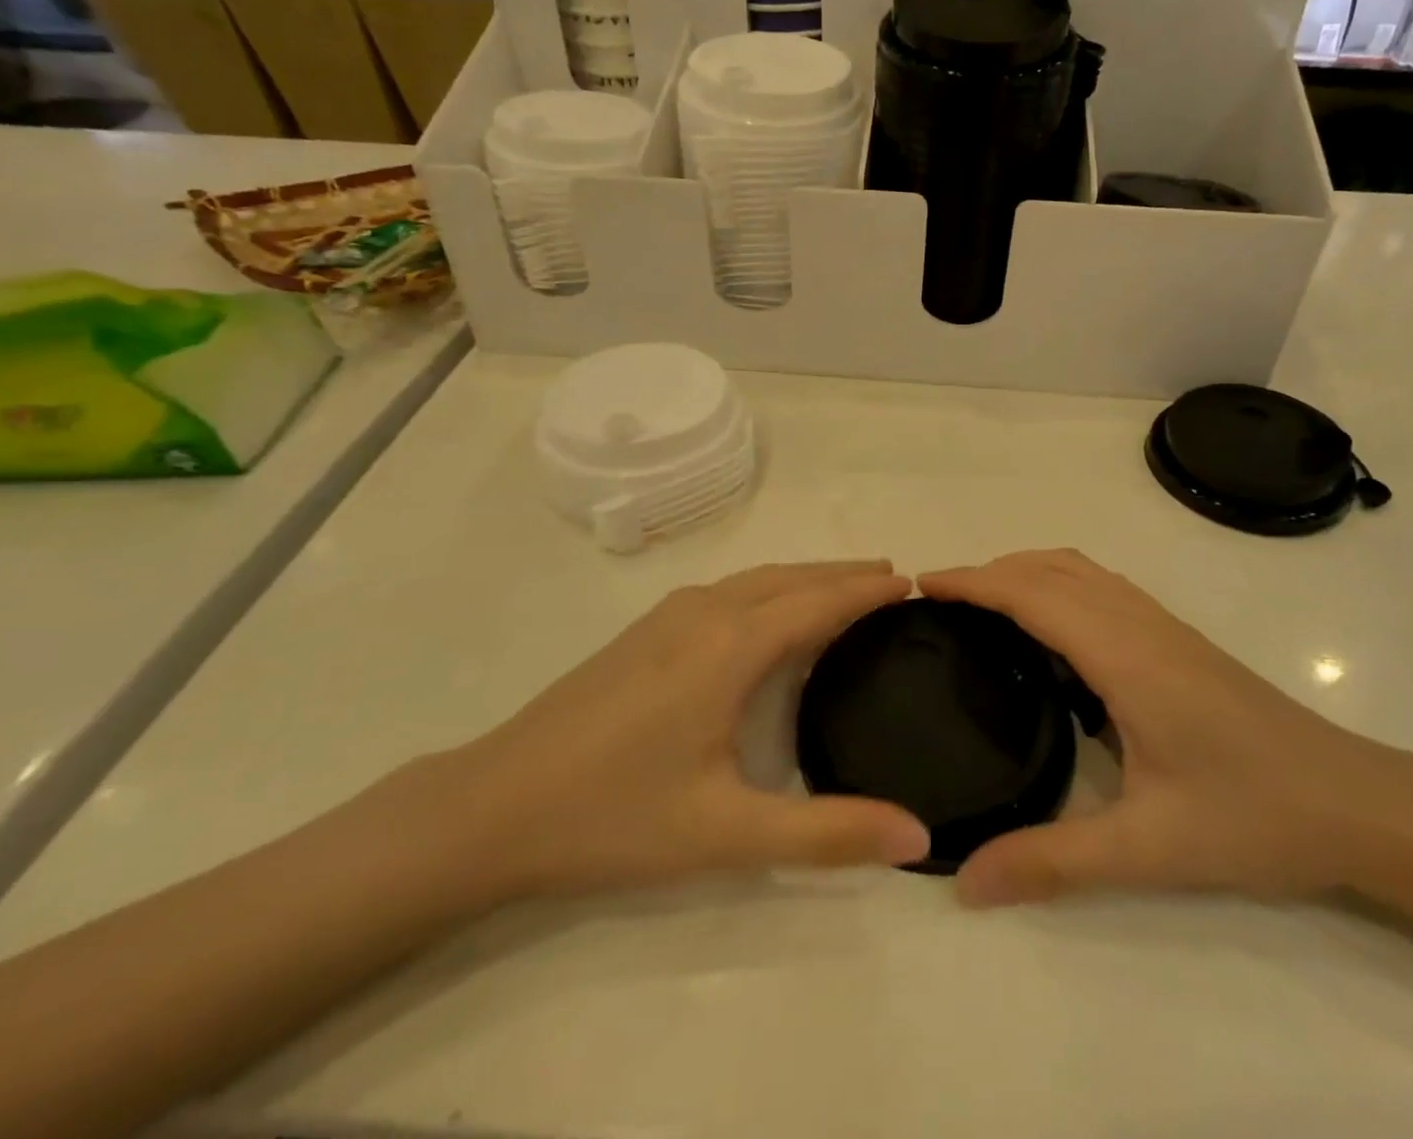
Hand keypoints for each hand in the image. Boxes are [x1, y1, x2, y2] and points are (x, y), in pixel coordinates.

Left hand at [452, 562, 930, 899]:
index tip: (914, 583)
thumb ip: (828, 833)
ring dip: (806, 577)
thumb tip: (919, 837)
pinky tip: (770, 615)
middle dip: (844, 575)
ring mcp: (669, 615)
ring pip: (756, 578)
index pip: (819, 601)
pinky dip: (771, 588)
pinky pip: (729, 590)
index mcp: (731, 645)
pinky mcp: (645, 629)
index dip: (868, 591)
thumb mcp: (727, 835)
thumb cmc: (614, 816)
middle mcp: (705, 612)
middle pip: (790, 577)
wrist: (492, 806)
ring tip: (845, 589)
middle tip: (893, 580)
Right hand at [919, 550, 1412, 907]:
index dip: (972, 581)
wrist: (1359, 804)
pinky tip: (1050, 630)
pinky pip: (1101, 587)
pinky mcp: (1178, 639)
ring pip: (1079, 569)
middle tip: (938, 600)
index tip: (920, 584)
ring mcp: (1163, 625)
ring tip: (981, 604)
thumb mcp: (1147, 850)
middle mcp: (1138, 623)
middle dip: (988, 571)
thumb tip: (964, 883)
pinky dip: (1057, 583)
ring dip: (1024, 570)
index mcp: (1123, 655)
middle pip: (1050, 568)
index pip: (1031, 594)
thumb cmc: (1252, 818)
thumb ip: (1052, 861)